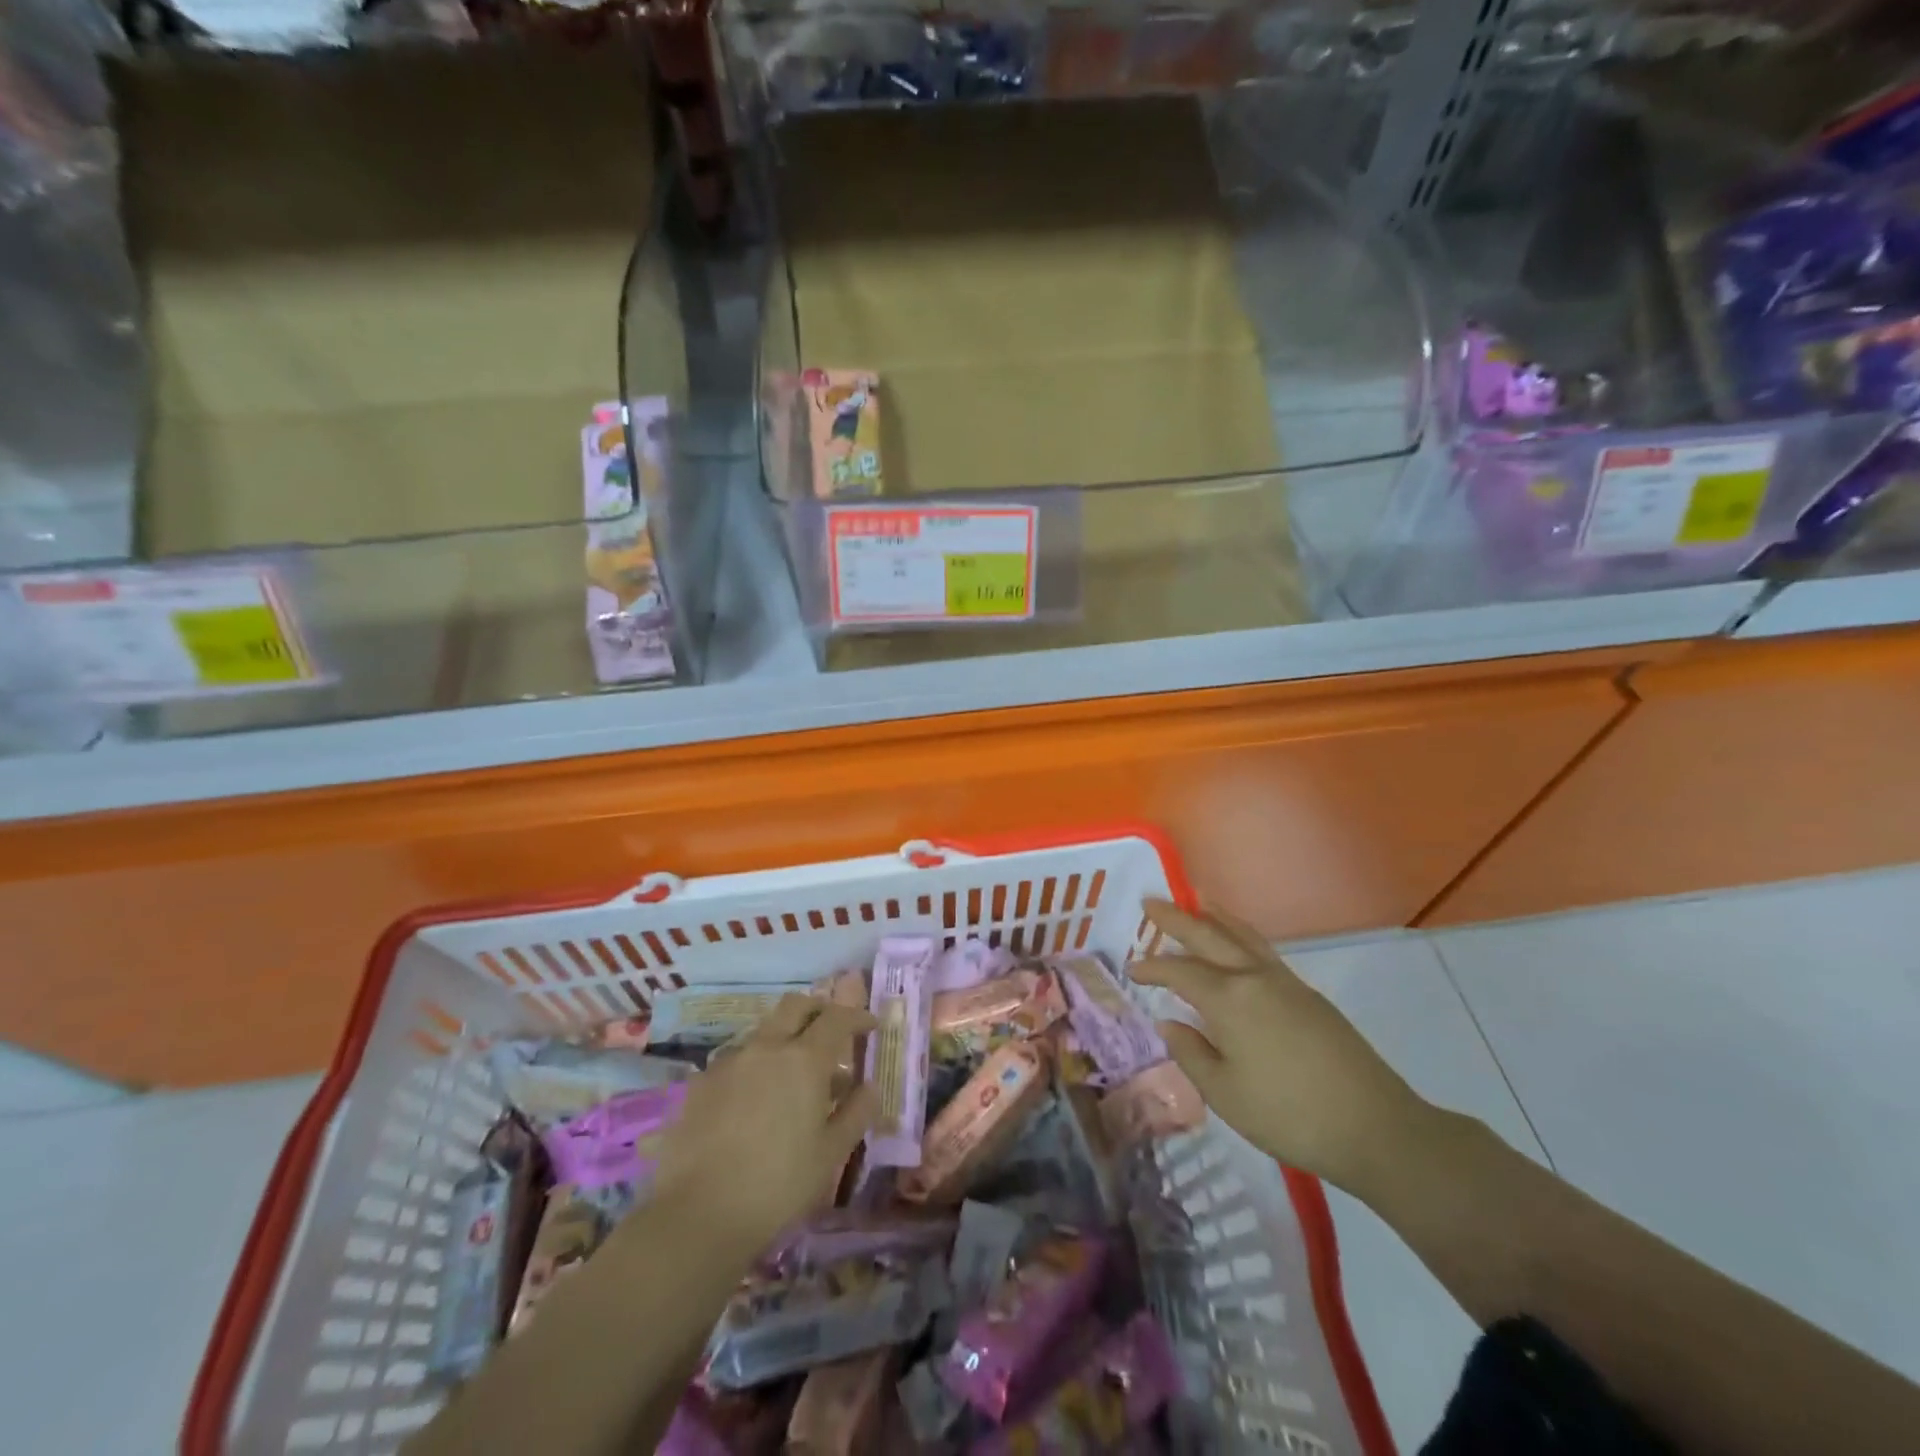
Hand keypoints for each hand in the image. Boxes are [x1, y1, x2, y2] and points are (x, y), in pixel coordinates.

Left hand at [649, 994, 879, 1252]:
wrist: (697, 1215)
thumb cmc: (778, 1184)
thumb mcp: (831, 1154)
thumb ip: (856, 1112)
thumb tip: (869, 1086)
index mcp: (804, 1059)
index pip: (837, 1018)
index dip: (857, 1016)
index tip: (870, 1025)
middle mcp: (766, 1047)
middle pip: (795, 1006)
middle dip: (818, 1009)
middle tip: (832, 1030)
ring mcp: (729, 1062)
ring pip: (764, 1031)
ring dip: (785, 1038)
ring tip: (794, 1074)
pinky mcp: (701, 1083)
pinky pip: (737, 1060)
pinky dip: (756, 1066)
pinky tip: (756, 1100)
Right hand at [1131, 901, 1432, 1197]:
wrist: (1376, 1127)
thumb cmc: (1289, 1115)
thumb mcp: (1225, 1094)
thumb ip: (1191, 1054)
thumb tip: (1169, 1023)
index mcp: (1229, 1000)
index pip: (1179, 972)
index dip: (1152, 968)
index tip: (1131, 969)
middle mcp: (1255, 978)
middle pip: (1209, 936)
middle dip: (1177, 919)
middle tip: (1151, 902)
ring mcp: (1286, 983)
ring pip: (1243, 936)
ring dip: (1215, 918)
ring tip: (1198, 903)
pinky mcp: (1309, 996)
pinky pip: (1264, 950)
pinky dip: (1242, 936)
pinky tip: (1238, 947)